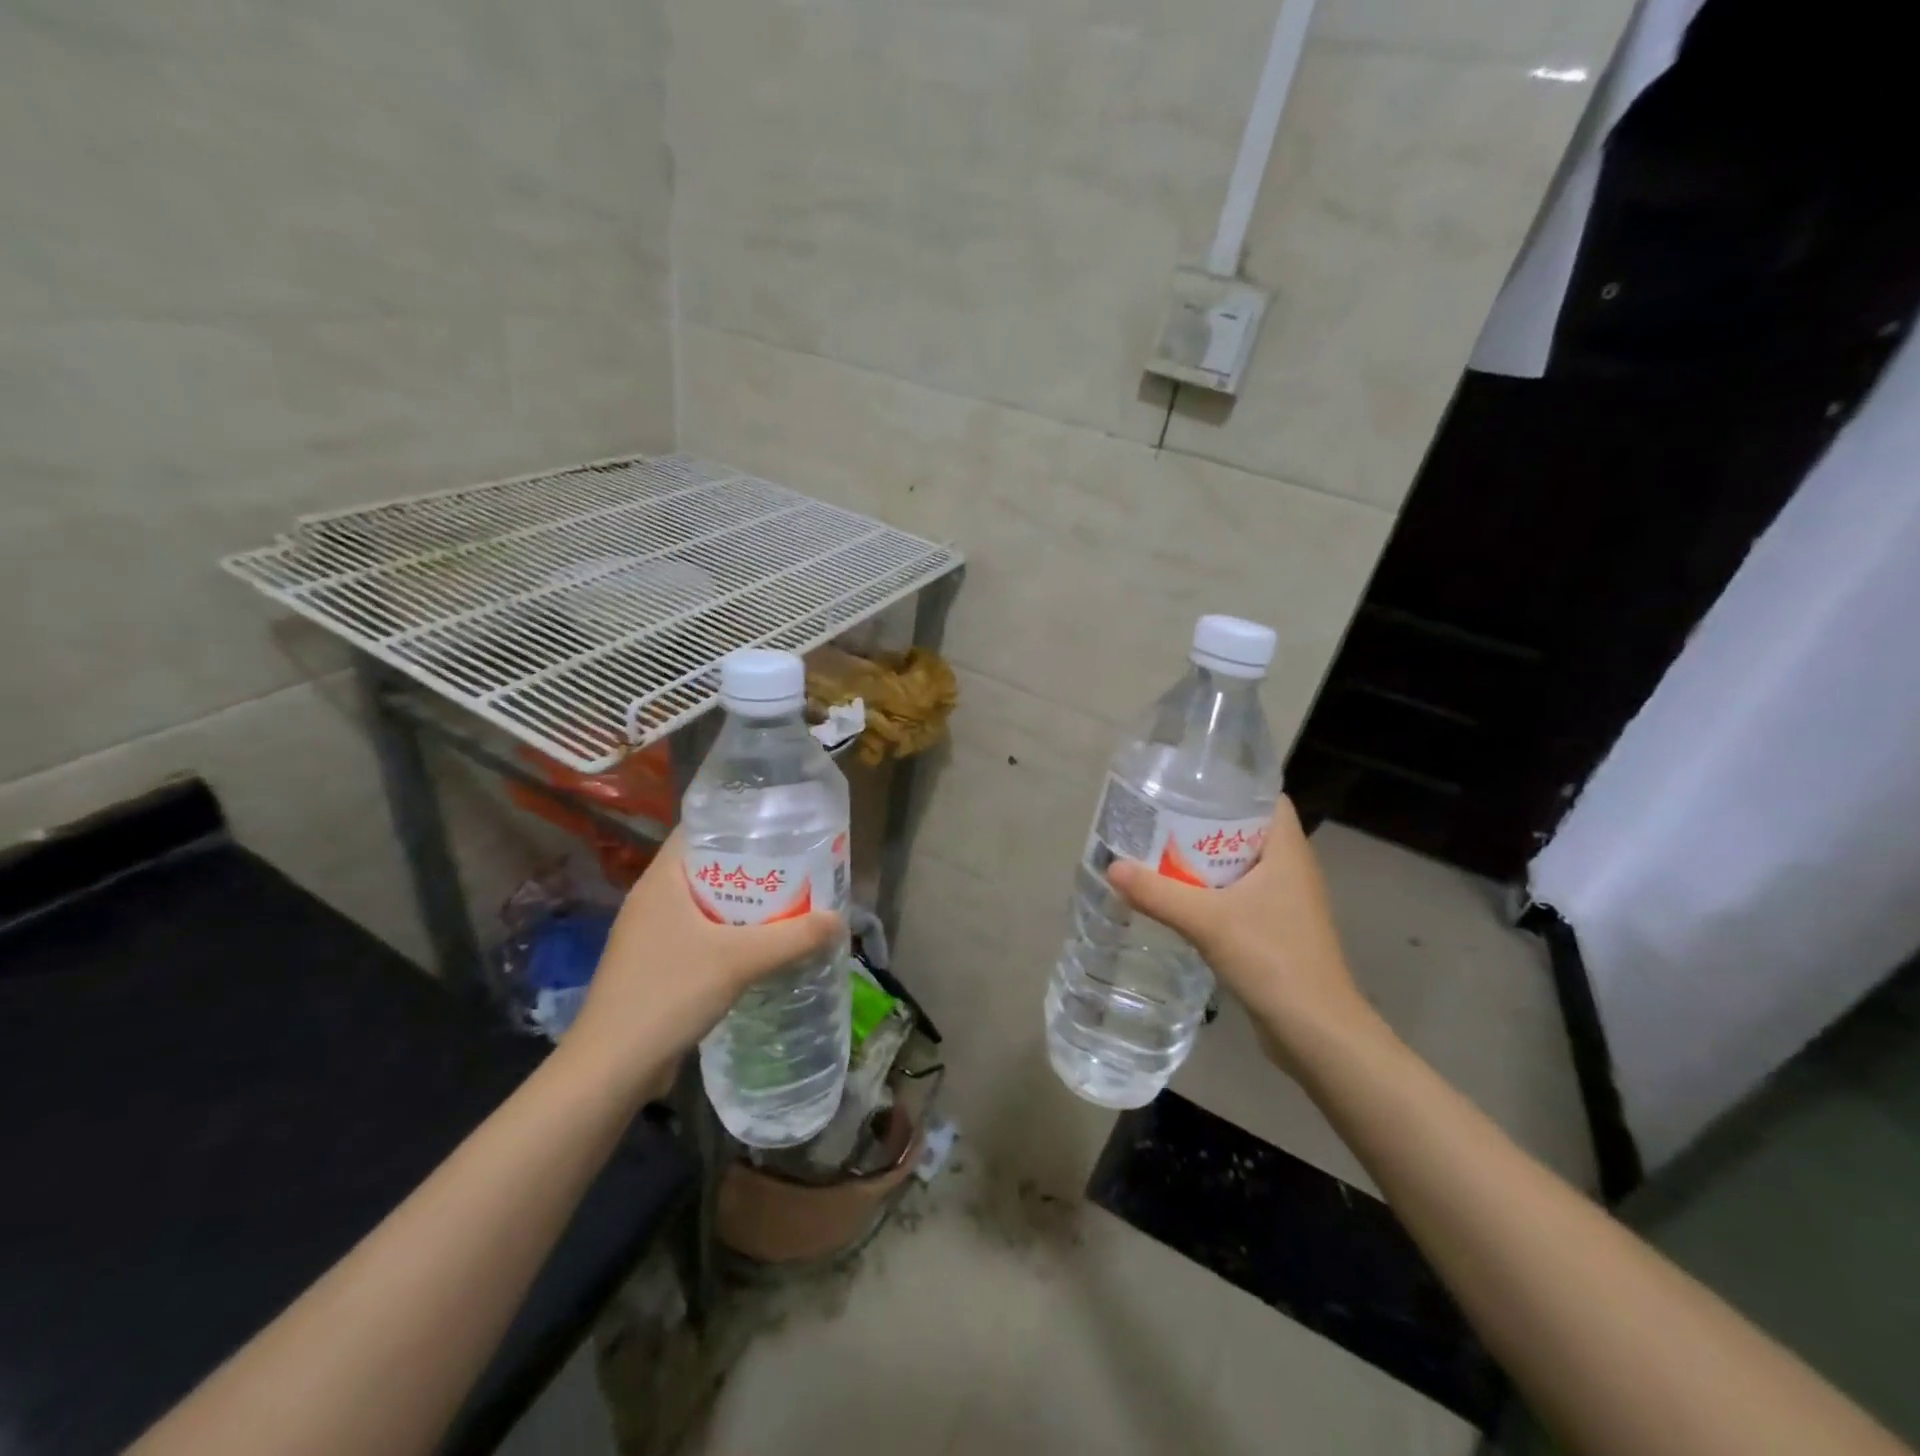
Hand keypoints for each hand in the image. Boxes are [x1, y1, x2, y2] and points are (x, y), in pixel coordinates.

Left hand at [564, 832, 842, 1095]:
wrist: (611, 1068)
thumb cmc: (668, 994)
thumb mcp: (739, 960)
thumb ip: (793, 937)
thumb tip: (839, 920)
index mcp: (661, 880)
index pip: (698, 829)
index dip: (737, 821)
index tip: (779, 825)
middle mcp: (653, 899)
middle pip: (707, 866)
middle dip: (751, 865)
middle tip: (797, 864)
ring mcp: (651, 933)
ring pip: (705, 903)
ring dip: (743, 903)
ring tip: (788, 900)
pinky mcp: (656, 965)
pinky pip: (701, 933)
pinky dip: (730, 933)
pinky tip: (760, 945)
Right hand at [1107, 798, 1373, 1067]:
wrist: (1316, 1032)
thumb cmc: (1273, 959)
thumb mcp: (1208, 922)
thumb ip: (1158, 893)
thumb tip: (1111, 867)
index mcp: (1287, 851)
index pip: (1265, 799)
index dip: (1231, 787)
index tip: (1188, 787)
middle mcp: (1291, 869)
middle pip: (1245, 830)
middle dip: (1204, 824)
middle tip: (1159, 819)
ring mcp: (1286, 902)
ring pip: (1240, 865)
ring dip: (1204, 860)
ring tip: (1159, 853)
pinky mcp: (1276, 930)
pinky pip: (1239, 896)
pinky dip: (1211, 891)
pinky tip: (1179, 898)